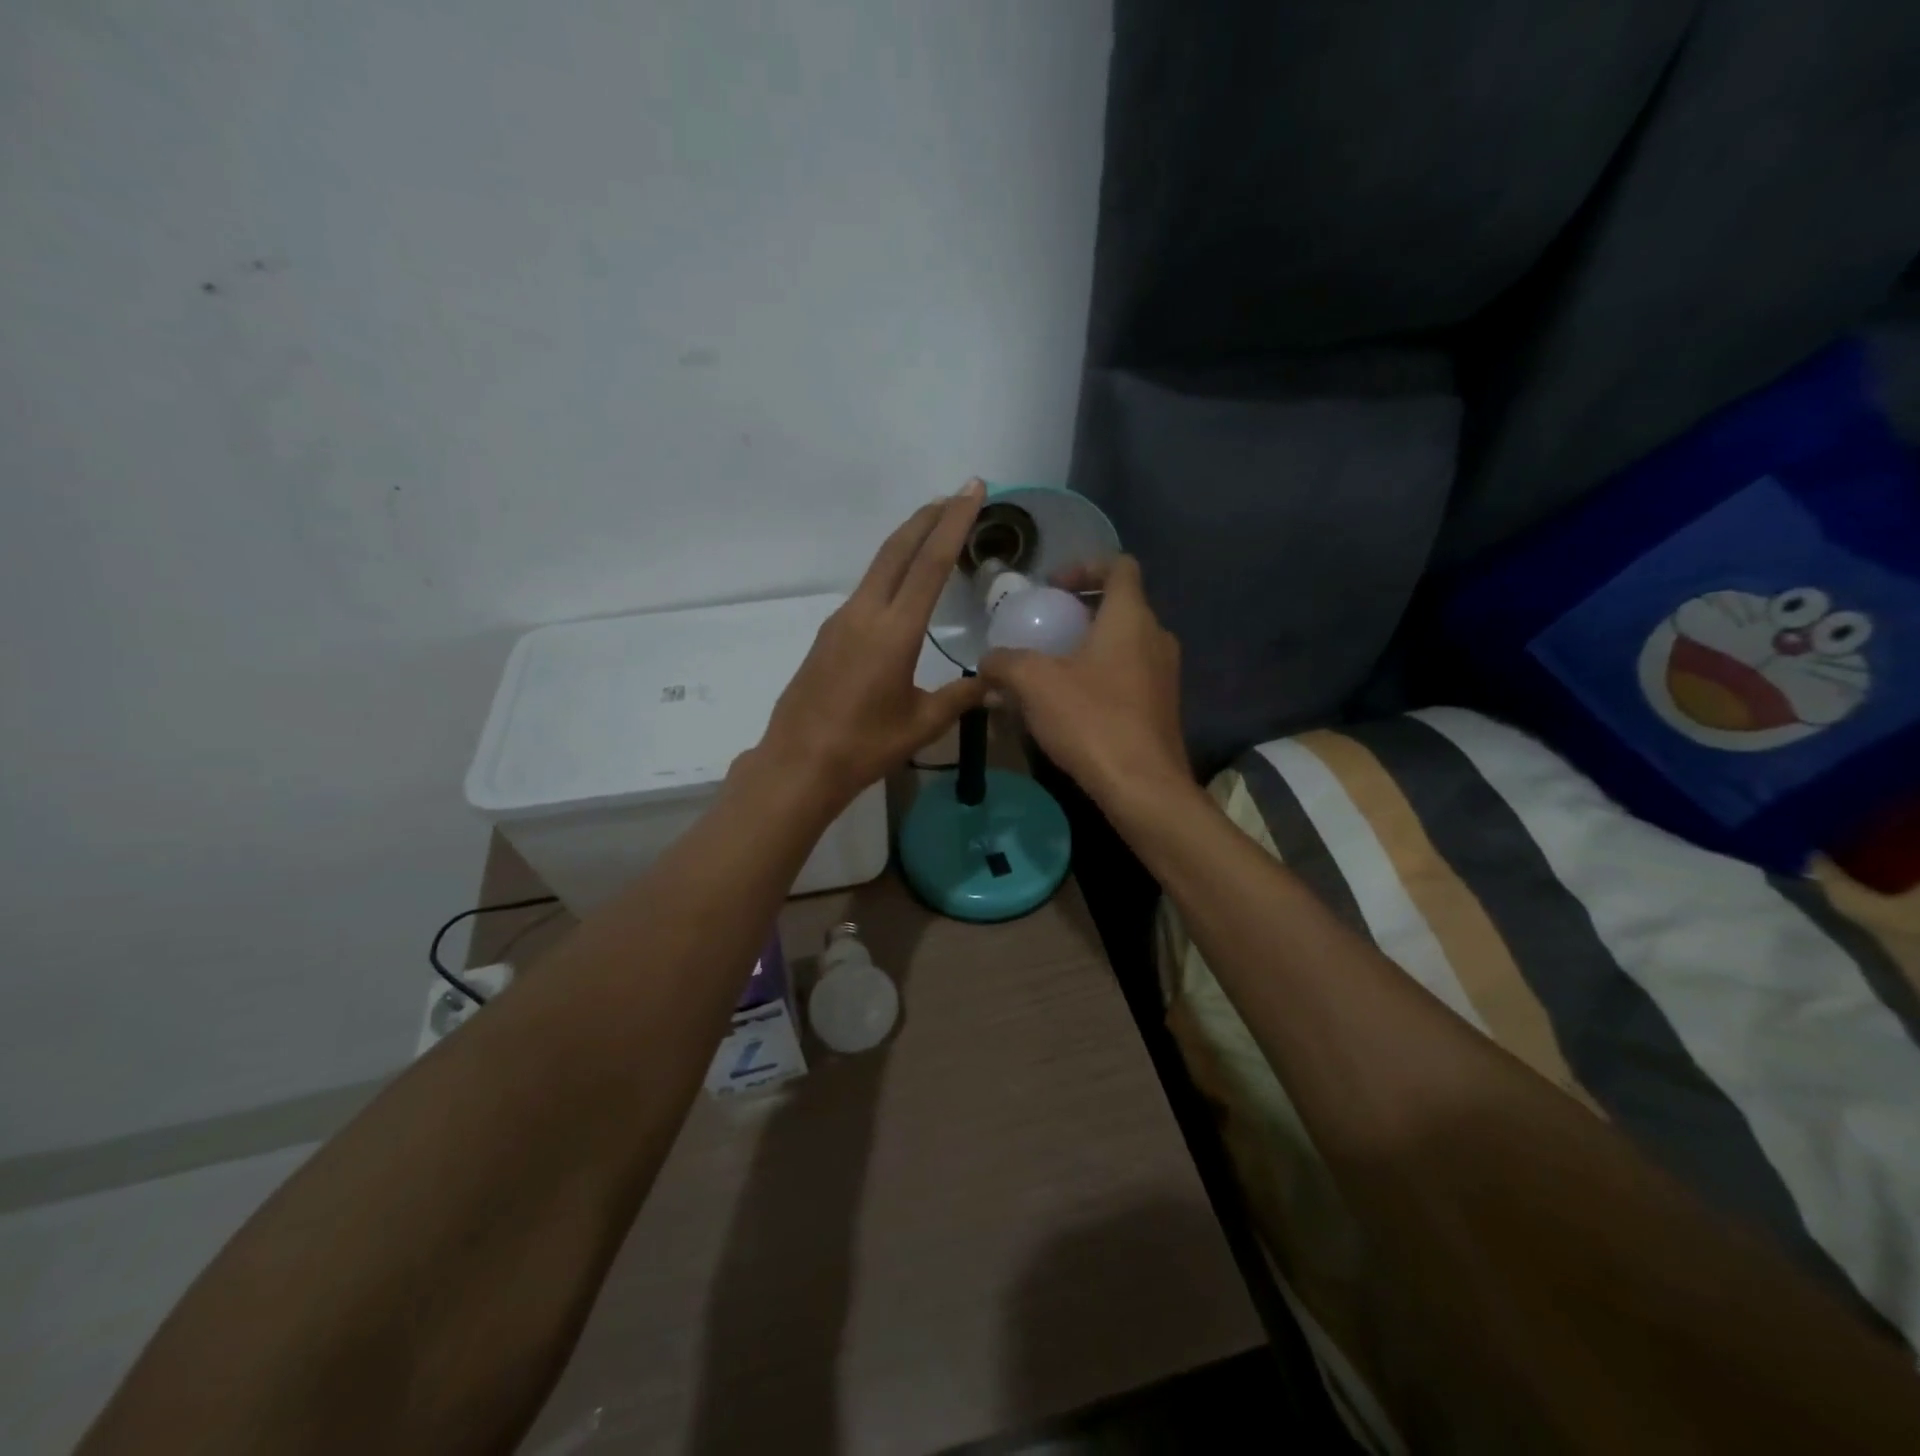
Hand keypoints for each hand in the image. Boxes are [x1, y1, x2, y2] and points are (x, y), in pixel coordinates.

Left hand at [749, 482, 988, 811]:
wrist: (799, 762)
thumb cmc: (865, 745)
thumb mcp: (922, 724)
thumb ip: (961, 698)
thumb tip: (996, 686)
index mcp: (894, 631)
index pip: (930, 563)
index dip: (954, 523)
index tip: (972, 489)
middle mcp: (865, 613)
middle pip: (898, 549)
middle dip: (929, 517)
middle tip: (956, 494)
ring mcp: (841, 621)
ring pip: (879, 566)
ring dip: (908, 541)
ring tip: (935, 529)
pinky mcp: (828, 634)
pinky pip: (866, 588)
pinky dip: (891, 570)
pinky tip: (903, 583)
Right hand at [979, 555, 1188, 805]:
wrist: (1143, 786)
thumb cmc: (1091, 720)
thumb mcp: (1034, 684)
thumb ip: (1005, 663)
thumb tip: (988, 662)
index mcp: (1131, 617)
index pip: (1120, 566)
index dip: (1085, 565)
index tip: (1053, 587)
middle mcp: (1156, 637)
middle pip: (1121, 605)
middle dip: (1081, 610)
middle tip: (1046, 627)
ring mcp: (1165, 675)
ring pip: (1125, 643)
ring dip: (1090, 646)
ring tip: (1053, 668)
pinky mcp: (1162, 707)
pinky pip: (1130, 674)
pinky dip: (1102, 675)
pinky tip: (1071, 704)